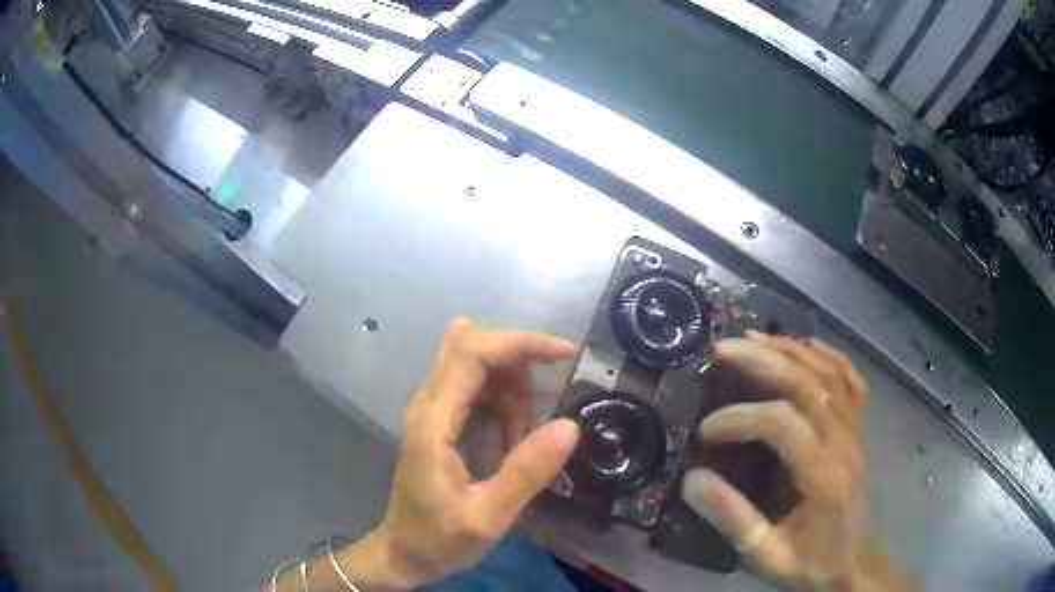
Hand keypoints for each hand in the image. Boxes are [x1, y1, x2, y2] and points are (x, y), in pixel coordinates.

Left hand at [364, 319, 579, 588]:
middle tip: (541, 410)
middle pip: (473, 348)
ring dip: (513, 392)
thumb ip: (527, 472)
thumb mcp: (488, 518)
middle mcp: (428, 405)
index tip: (565, 355)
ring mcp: (432, 411)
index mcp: (433, 422)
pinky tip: (512, 443)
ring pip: (478, 367)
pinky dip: (505, 405)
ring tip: (522, 442)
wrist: (402, 553)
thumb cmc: (439, 540)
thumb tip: (570, 425)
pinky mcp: (439, 421)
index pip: (471, 351)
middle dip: (518, 365)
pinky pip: (478, 390)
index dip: (520, 342)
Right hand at [682, 331, 915, 590]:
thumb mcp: (767, 556)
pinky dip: (828, 355)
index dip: (740, 419)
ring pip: (828, 372)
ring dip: (790, 349)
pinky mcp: (857, 429)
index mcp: (823, 476)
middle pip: (808, 383)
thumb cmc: (812, 564)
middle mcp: (843, 442)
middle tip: (721, 351)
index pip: (782, 425)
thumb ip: (732, 519)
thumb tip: (691, 480)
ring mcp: (854, 431)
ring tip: (754, 337)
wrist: (855, 565)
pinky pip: (849, 380)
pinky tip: (806, 345)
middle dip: (762, 361)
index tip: (704, 432)